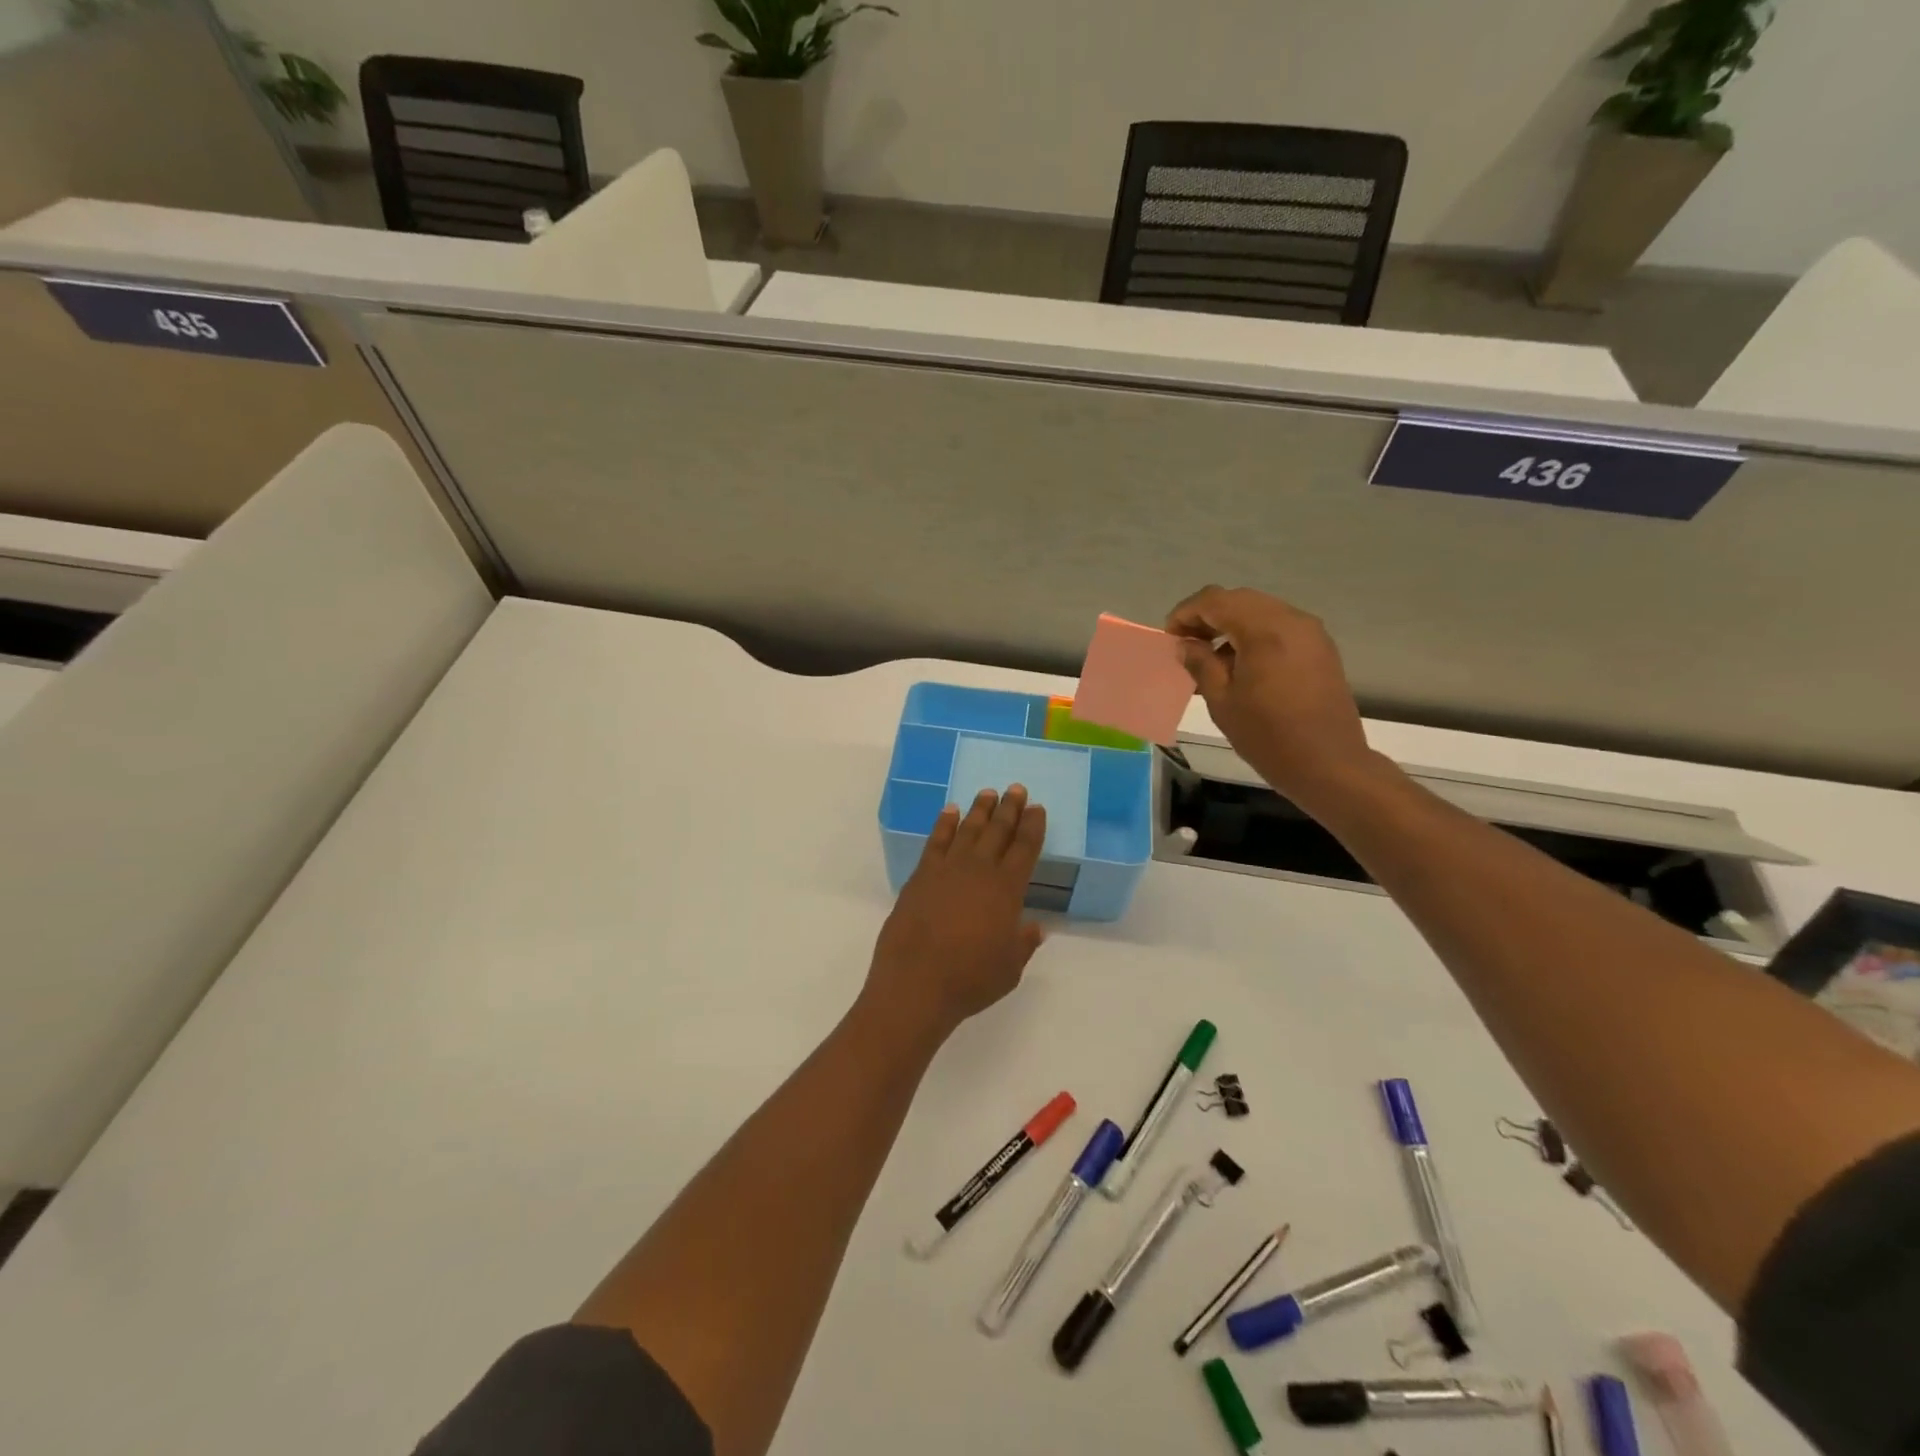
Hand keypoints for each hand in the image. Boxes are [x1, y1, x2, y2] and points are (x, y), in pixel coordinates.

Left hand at [865, 786, 1047, 1043]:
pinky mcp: (921, 876)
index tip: (1037, 808)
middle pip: (998, 831)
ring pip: (968, 829)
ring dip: (980, 810)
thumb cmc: (970, 979)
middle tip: (1017, 789)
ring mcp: (947, 869)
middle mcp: (979, 870)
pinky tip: (950, 811)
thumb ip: (1023, 943)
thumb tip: (1035, 927)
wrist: (916, 983)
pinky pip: (936, 841)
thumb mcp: (1009, 968)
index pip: (1025, 848)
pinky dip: (944, 823)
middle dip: (1010, 809)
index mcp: (1007, 889)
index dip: (1033, 826)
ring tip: (988, 793)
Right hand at [1165, 586, 1376, 805]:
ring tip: (1212, 656)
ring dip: (1231, 623)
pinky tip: (1242, 663)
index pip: (1215, 600)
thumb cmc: (1268, 736)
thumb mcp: (1222, 701)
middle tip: (1187, 643)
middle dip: (1208, 615)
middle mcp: (1291, 620)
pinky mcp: (1320, 648)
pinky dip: (1254, 633)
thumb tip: (1186, 644)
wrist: (1329, 764)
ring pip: (1261, 610)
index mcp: (1264, 630)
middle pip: (1240, 599)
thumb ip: (1201, 664)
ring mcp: (1311, 632)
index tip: (1171, 637)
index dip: (1186, 613)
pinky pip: (1280, 626)